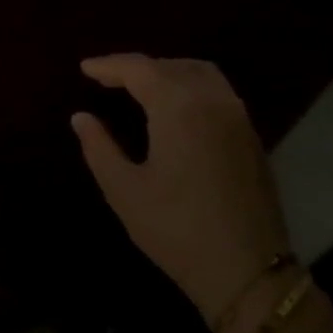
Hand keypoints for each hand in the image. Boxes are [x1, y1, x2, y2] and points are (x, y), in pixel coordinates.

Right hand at [71, 55, 291, 327]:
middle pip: (173, 66)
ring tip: (139, 88)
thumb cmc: (174, 229)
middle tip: (107, 79)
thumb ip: (99, 147)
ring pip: (201, 74)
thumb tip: (81, 117)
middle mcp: (214, 101)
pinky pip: (218, 93)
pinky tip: (174, 109)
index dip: (109, 66)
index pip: (140, 69)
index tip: (84, 68)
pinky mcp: (251, 137)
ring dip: (168, 72)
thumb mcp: (124, 190)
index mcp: (179, 108)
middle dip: (138, 68)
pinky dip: (190, 87)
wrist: (243, 266)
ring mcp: (238, 118)